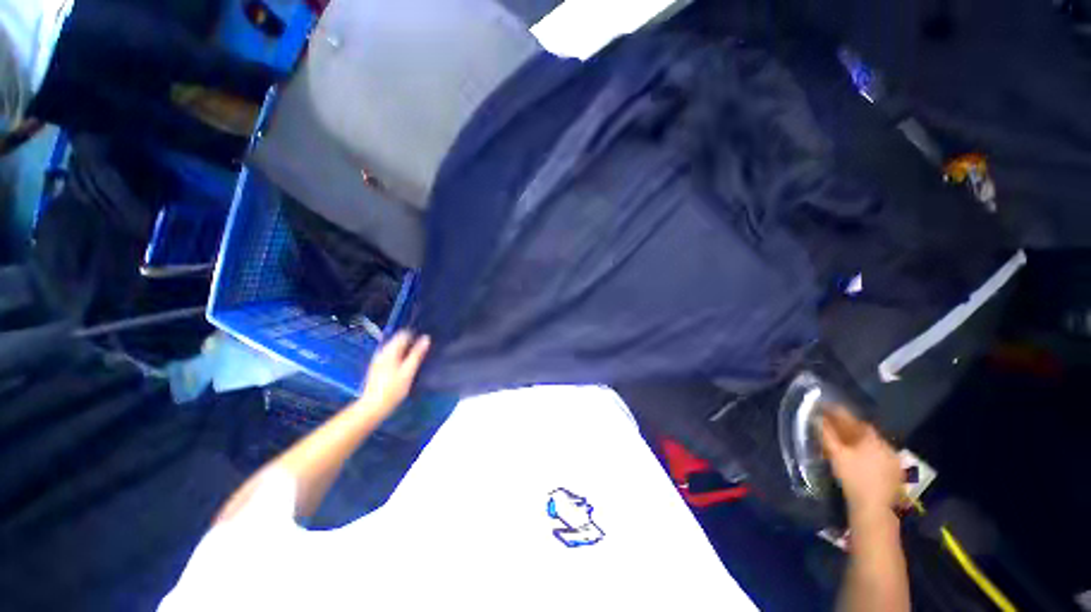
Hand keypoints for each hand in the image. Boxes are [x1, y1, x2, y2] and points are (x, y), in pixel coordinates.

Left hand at [354, 331, 430, 419]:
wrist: (373, 406)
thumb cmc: (393, 389)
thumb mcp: (408, 371)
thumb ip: (417, 354)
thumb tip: (426, 338)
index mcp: (390, 351)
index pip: (404, 334)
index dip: (415, 336)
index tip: (424, 342)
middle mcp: (382, 352)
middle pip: (398, 340)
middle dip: (410, 343)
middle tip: (422, 351)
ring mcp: (378, 359)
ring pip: (394, 348)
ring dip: (405, 350)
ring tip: (415, 358)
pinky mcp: (376, 367)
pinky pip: (390, 355)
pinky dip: (398, 356)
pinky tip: (403, 366)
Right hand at [819, 407, 903, 519]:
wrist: (874, 508)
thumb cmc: (853, 478)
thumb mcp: (836, 455)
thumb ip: (827, 434)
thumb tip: (817, 418)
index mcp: (873, 439)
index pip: (855, 421)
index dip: (840, 415)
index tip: (827, 411)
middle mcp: (886, 446)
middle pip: (866, 432)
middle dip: (850, 428)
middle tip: (834, 427)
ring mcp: (894, 461)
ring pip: (874, 445)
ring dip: (859, 441)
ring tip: (846, 444)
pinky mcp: (896, 473)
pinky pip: (881, 456)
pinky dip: (869, 453)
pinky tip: (861, 460)